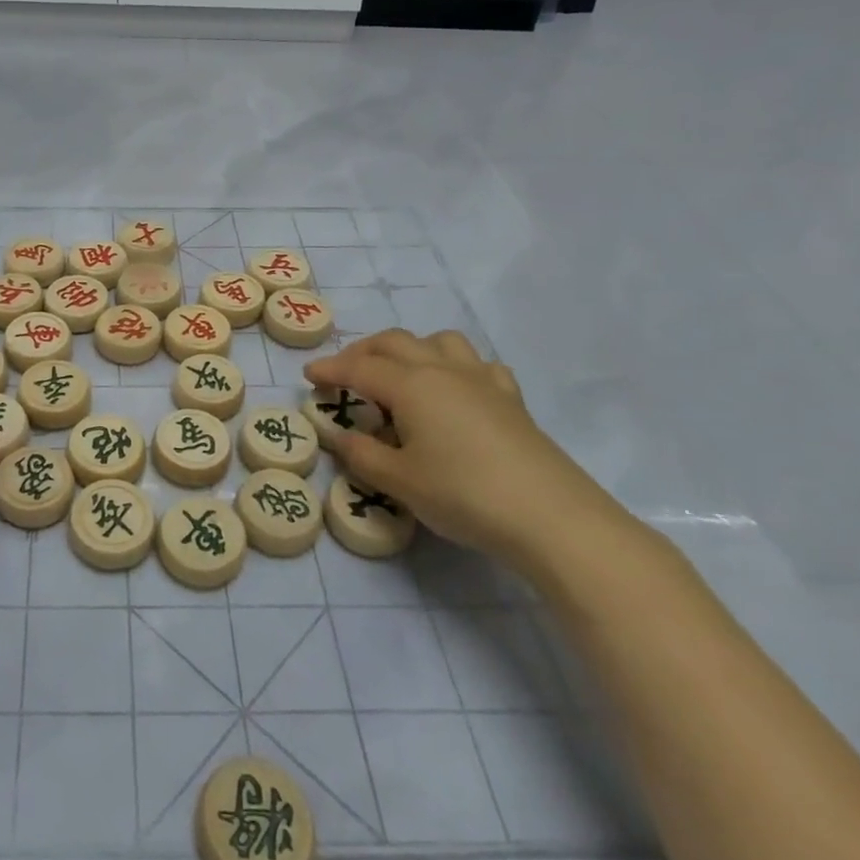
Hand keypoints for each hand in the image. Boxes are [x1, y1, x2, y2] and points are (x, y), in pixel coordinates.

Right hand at [304, 329, 622, 574]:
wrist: (551, 517)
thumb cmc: (464, 495)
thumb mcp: (399, 481)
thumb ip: (362, 455)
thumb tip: (342, 437)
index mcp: (411, 385)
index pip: (359, 368)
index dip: (330, 369)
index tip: (308, 375)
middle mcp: (443, 370)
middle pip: (395, 342)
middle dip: (363, 352)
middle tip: (344, 373)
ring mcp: (481, 380)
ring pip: (438, 342)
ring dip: (410, 349)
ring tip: (398, 374)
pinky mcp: (510, 399)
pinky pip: (477, 365)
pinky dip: (455, 367)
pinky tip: (455, 390)